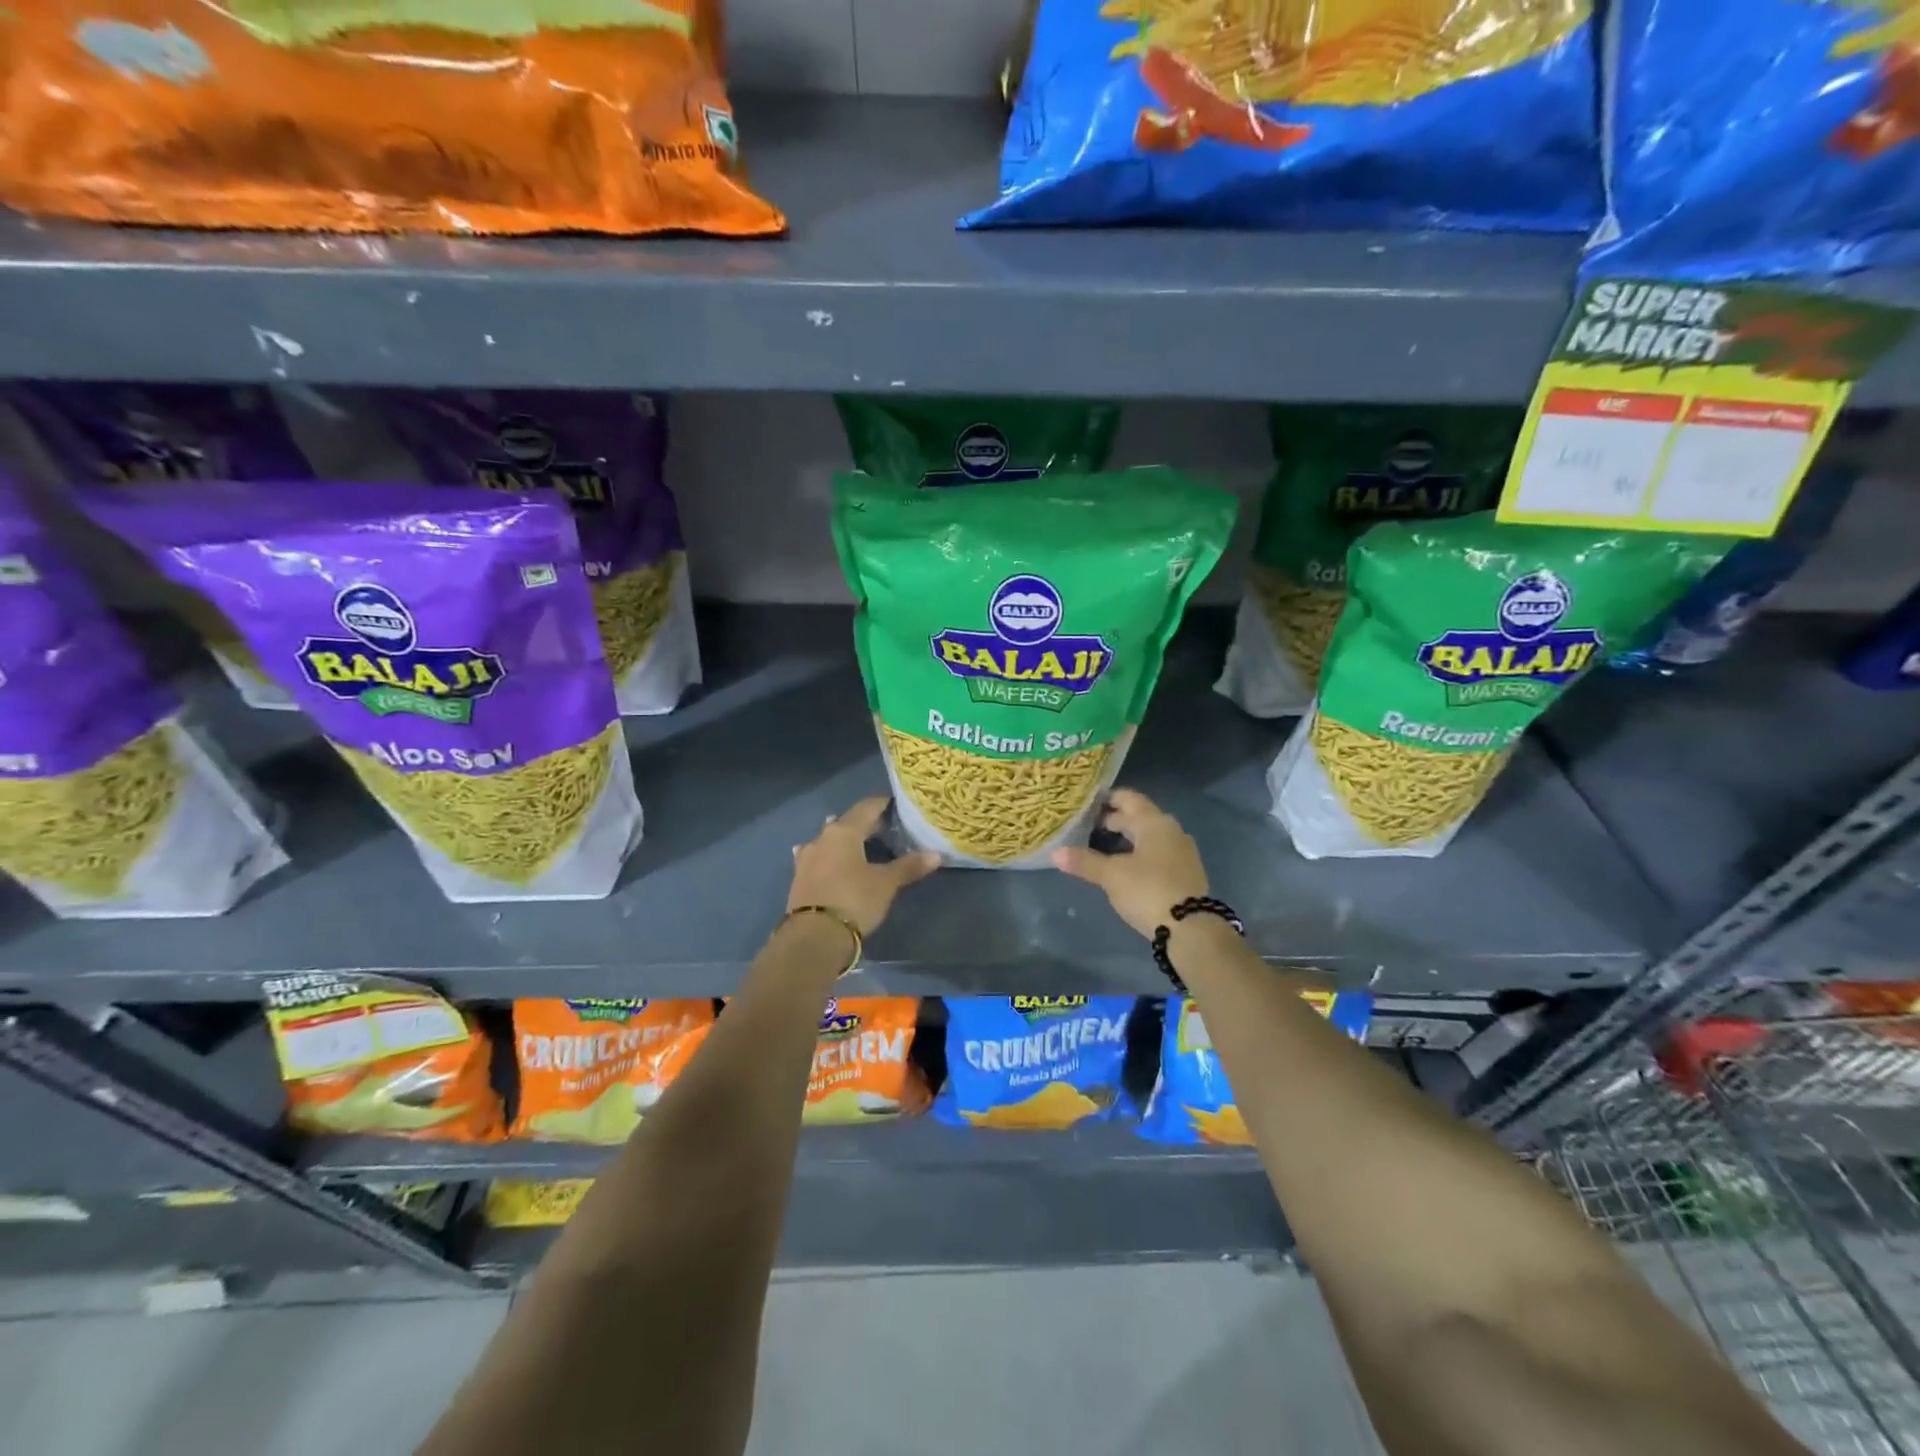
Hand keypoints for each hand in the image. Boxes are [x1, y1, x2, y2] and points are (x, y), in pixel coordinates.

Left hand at [788, 797, 939, 934]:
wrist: (813, 937)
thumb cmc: (854, 900)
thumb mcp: (886, 884)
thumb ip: (908, 866)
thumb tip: (936, 855)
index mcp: (844, 831)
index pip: (867, 807)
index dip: (884, 805)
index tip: (898, 807)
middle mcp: (822, 837)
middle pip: (847, 822)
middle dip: (866, 824)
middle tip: (886, 829)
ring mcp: (807, 857)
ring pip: (829, 839)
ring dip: (843, 840)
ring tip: (857, 843)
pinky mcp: (799, 878)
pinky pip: (817, 858)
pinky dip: (828, 857)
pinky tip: (829, 861)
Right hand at [1052, 788, 1207, 938]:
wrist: (1191, 929)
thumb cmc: (1148, 890)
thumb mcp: (1111, 876)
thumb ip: (1084, 861)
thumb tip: (1055, 853)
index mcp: (1154, 822)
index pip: (1129, 798)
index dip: (1108, 798)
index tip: (1088, 803)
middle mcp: (1171, 830)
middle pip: (1140, 816)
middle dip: (1116, 819)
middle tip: (1089, 825)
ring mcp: (1182, 852)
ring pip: (1150, 835)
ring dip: (1129, 837)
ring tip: (1105, 845)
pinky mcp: (1186, 872)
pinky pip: (1159, 852)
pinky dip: (1141, 852)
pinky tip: (1127, 865)